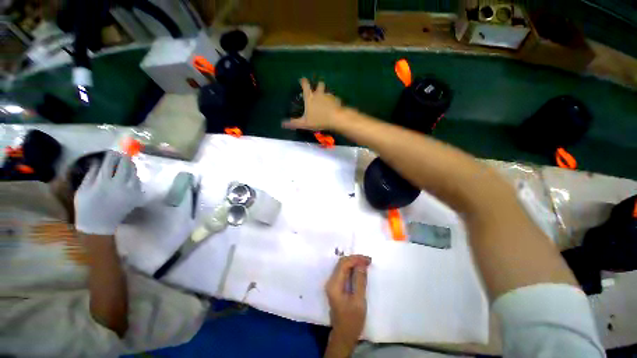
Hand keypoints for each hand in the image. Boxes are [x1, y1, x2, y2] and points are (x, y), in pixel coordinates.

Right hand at [74, 151, 141, 234]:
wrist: (99, 225)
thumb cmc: (86, 207)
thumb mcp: (83, 189)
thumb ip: (91, 173)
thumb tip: (97, 160)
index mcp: (103, 182)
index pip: (110, 162)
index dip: (112, 154)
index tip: (112, 150)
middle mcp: (119, 184)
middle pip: (125, 164)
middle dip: (124, 157)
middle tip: (122, 154)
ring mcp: (131, 190)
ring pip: (134, 171)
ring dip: (131, 165)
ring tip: (126, 162)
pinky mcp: (137, 195)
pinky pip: (138, 181)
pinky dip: (134, 175)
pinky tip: (130, 174)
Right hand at [282, 78, 345, 130]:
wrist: (335, 119)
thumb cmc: (319, 120)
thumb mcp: (305, 123)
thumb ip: (294, 123)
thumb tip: (283, 124)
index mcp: (310, 97)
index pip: (305, 85)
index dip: (303, 82)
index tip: (302, 80)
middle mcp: (319, 94)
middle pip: (319, 84)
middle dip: (319, 86)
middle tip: (318, 91)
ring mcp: (329, 96)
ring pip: (327, 92)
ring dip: (326, 95)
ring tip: (326, 102)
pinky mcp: (336, 100)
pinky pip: (334, 99)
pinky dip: (334, 102)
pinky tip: (333, 108)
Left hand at [325, 255, 371, 355]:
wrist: (343, 335)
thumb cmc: (352, 321)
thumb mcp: (359, 301)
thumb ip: (360, 281)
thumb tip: (362, 264)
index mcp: (334, 284)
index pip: (343, 264)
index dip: (355, 259)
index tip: (368, 260)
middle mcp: (330, 281)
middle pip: (341, 263)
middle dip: (355, 259)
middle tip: (368, 260)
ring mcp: (332, 283)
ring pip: (342, 266)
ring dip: (353, 262)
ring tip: (365, 263)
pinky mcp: (335, 286)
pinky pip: (343, 271)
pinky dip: (351, 268)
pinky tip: (359, 269)